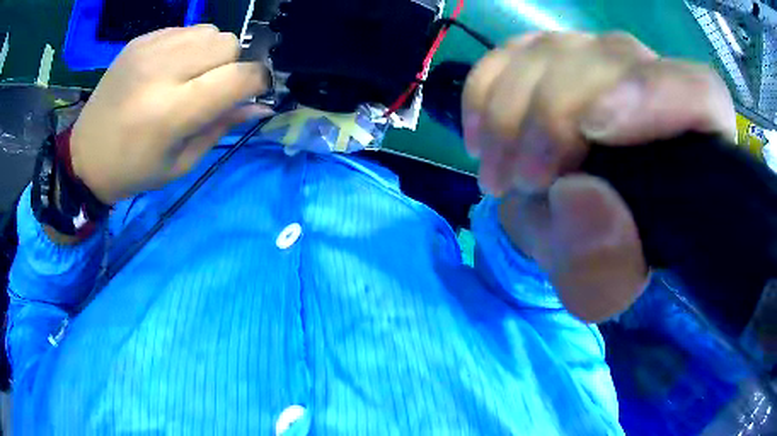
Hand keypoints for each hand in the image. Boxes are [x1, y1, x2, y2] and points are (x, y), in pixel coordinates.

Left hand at [70, 25, 270, 203]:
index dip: (258, 81)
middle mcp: (161, 71)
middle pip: (228, 44)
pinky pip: (185, 30)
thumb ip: (221, 127)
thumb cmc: (133, 170)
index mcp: (171, 113)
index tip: (256, 91)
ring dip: (211, 52)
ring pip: (210, 31)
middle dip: (231, 65)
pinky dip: (189, 46)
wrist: (85, 156)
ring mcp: (148, 50)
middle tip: (211, 88)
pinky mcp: (140, 41)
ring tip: (190, 75)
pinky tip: (170, 67)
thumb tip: (260, 105)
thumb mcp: (181, 162)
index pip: (238, 77)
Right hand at [463, 32, 735, 321]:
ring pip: (558, 49)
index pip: (699, 93)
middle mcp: (656, 87)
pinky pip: (515, 51)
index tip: (594, 128)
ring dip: (511, 110)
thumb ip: (605, 264)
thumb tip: (580, 196)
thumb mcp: (603, 286)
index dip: (654, 94)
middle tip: (521, 181)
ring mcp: (603, 63)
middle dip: (554, 116)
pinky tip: (482, 136)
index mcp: (694, 146)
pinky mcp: (558, 57)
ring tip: (498, 175)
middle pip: (614, 60)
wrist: (568, 228)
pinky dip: (487, 89)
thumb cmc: (602, 260)